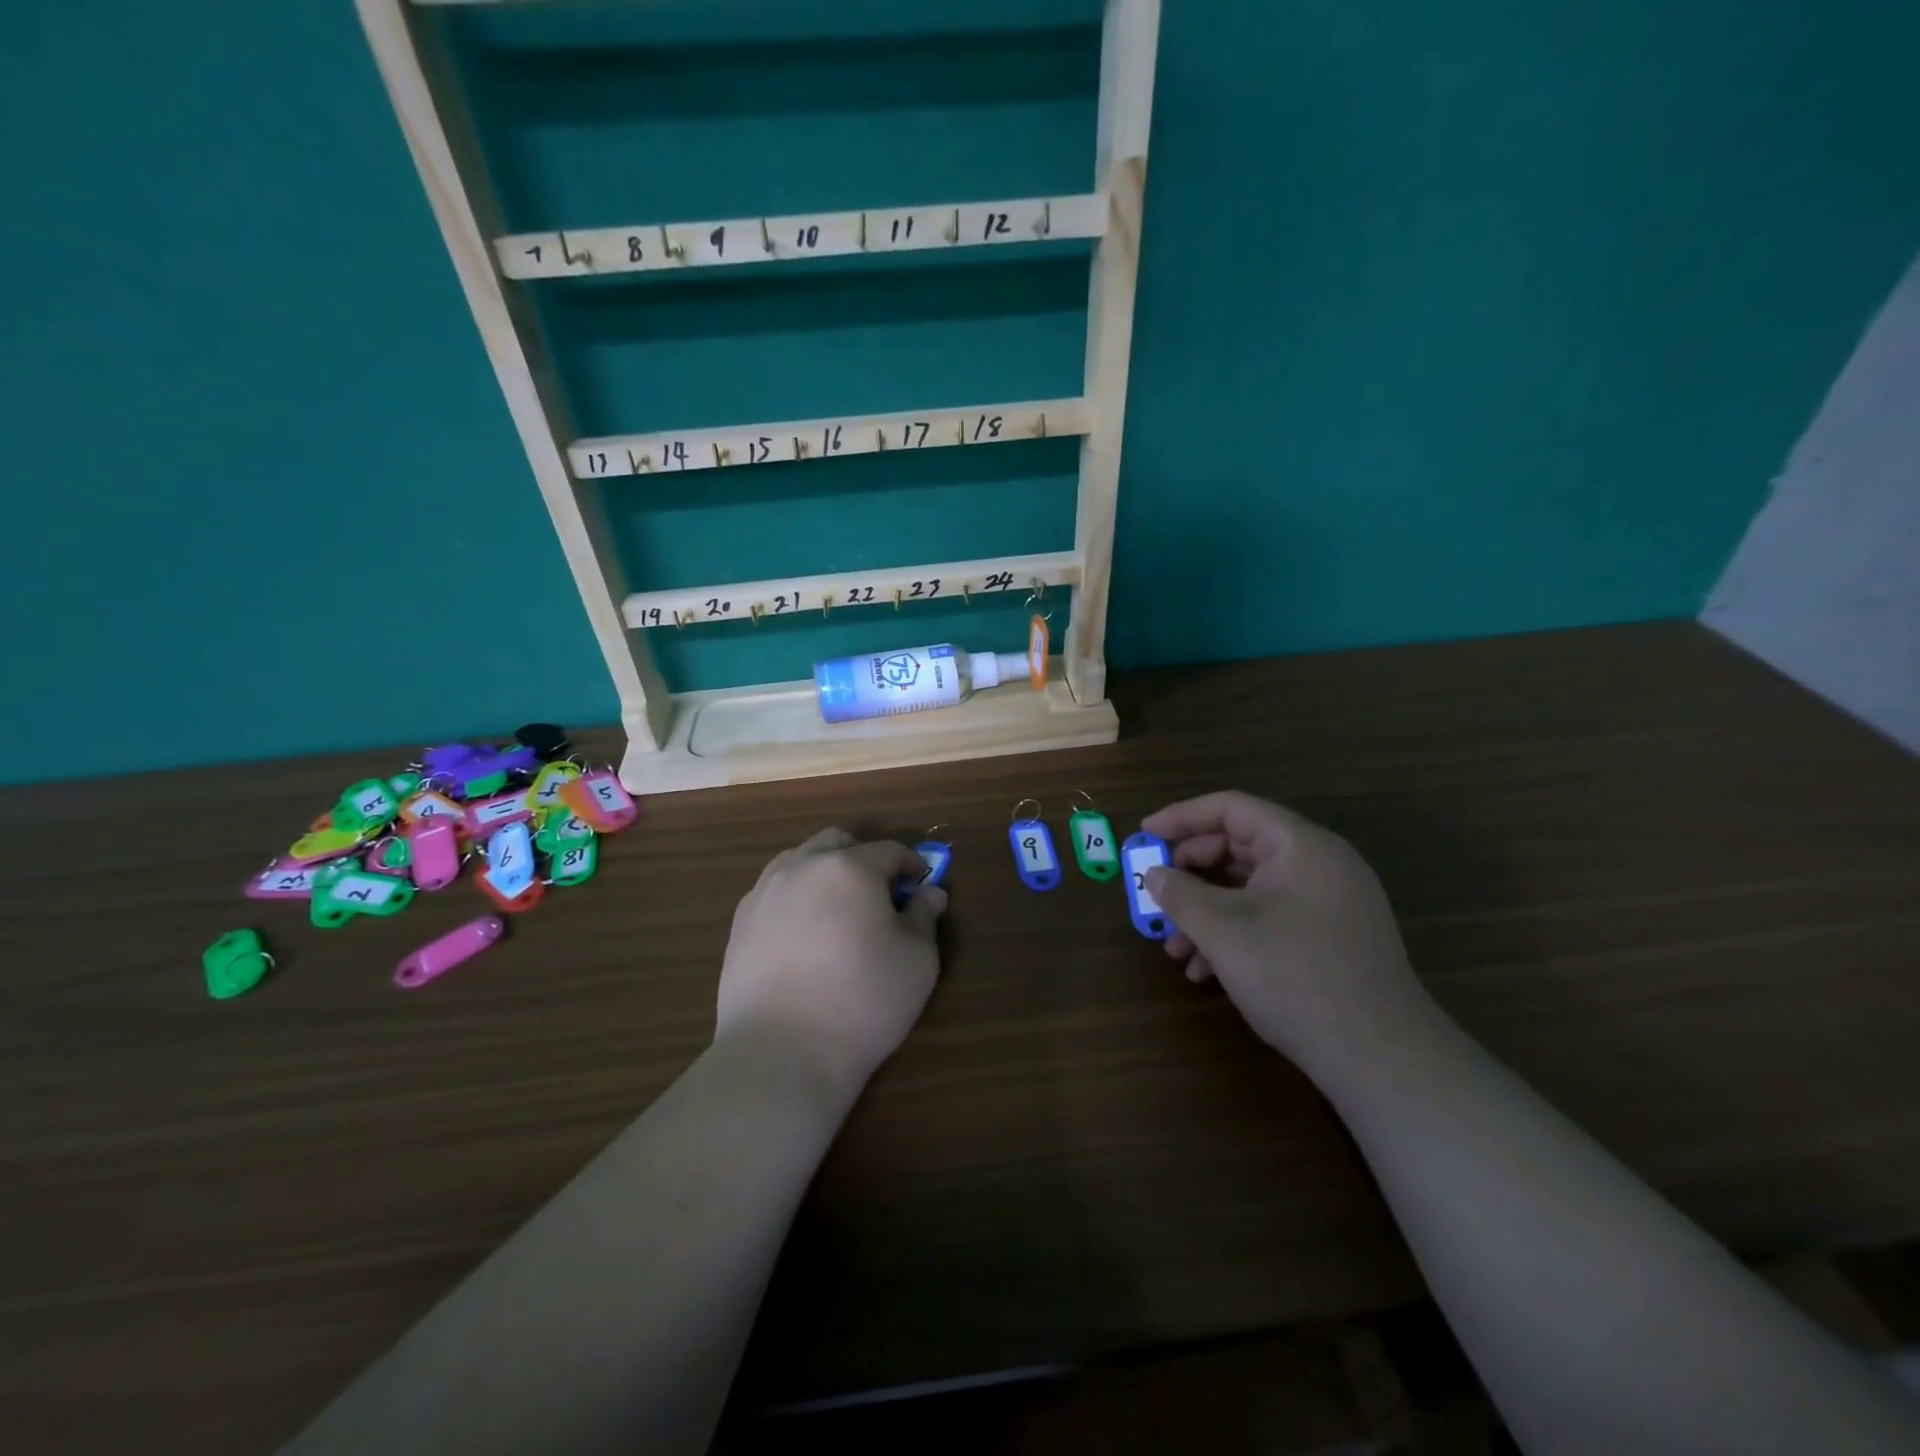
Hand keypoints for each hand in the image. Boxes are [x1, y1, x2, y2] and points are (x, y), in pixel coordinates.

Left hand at [716, 829, 946, 1095]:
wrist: (781, 1053)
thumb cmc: (863, 1001)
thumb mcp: (917, 961)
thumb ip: (924, 917)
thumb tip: (929, 893)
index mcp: (849, 867)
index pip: (889, 851)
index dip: (911, 865)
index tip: (921, 885)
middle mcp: (802, 866)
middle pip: (837, 842)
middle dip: (863, 858)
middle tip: (879, 895)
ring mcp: (764, 893)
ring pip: (799, 862)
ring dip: (825, 874)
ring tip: (838, 913)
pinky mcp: (740, 923)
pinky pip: (774, 892)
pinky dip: (795, 899)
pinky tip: (804, 937)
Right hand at [1141, 792, 1429, 1076]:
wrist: (1382, 1059)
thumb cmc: (1297, 979)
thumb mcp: (1225, 933)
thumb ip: (1181, 896)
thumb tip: (1154, 875)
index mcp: (1301, 846)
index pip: (1232, 809)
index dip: (1182, 817)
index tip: (1144, 836)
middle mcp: (1319, 864)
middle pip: (1239, 847)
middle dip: (1190, 873)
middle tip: (1156, 894)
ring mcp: (1328, 902)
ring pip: (1251, 888)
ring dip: (1206, 911)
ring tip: (1174, 948)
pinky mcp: (1330, 936)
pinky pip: (1271, 916)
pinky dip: (1234, 932)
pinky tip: (1206, 970)